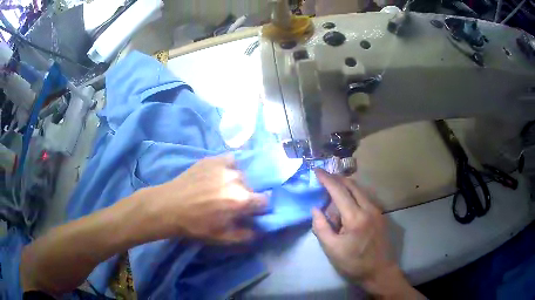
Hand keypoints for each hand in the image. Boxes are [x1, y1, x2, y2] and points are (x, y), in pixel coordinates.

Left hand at [148, 155, 266, 242]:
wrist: (169, 206)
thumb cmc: (195, 225)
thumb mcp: (221, 237)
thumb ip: (244, 235)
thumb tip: (258, 230)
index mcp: (241, 200)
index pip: (264, 200)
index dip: (257, 208)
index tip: (248, 212)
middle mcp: (237, 180)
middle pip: (251, 187)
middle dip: (244, 196)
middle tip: (230, 202)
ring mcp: (224, 167)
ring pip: (240, 174)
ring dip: (235, 182)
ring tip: (221, 188)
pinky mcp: (212, 159)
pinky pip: (229, 160)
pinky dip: (228, 167)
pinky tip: (218, 174)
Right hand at [312, 169, 421, 297]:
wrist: (380, 271)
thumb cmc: (354, 263)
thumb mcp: (332, 249)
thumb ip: (321, 227)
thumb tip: (316, 209)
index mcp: (355, 217)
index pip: (339, 192)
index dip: (327, 180)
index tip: (317, 171)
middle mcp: (369, 208)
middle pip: (352, 185)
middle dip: (337, 179)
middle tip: (325, 178)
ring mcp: (377, 211)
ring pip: (360, 190)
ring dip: (346, 187)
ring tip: (333, 193)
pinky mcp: (381, 215)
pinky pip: (365, 198)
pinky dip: (354, 195)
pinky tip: (347, 205)